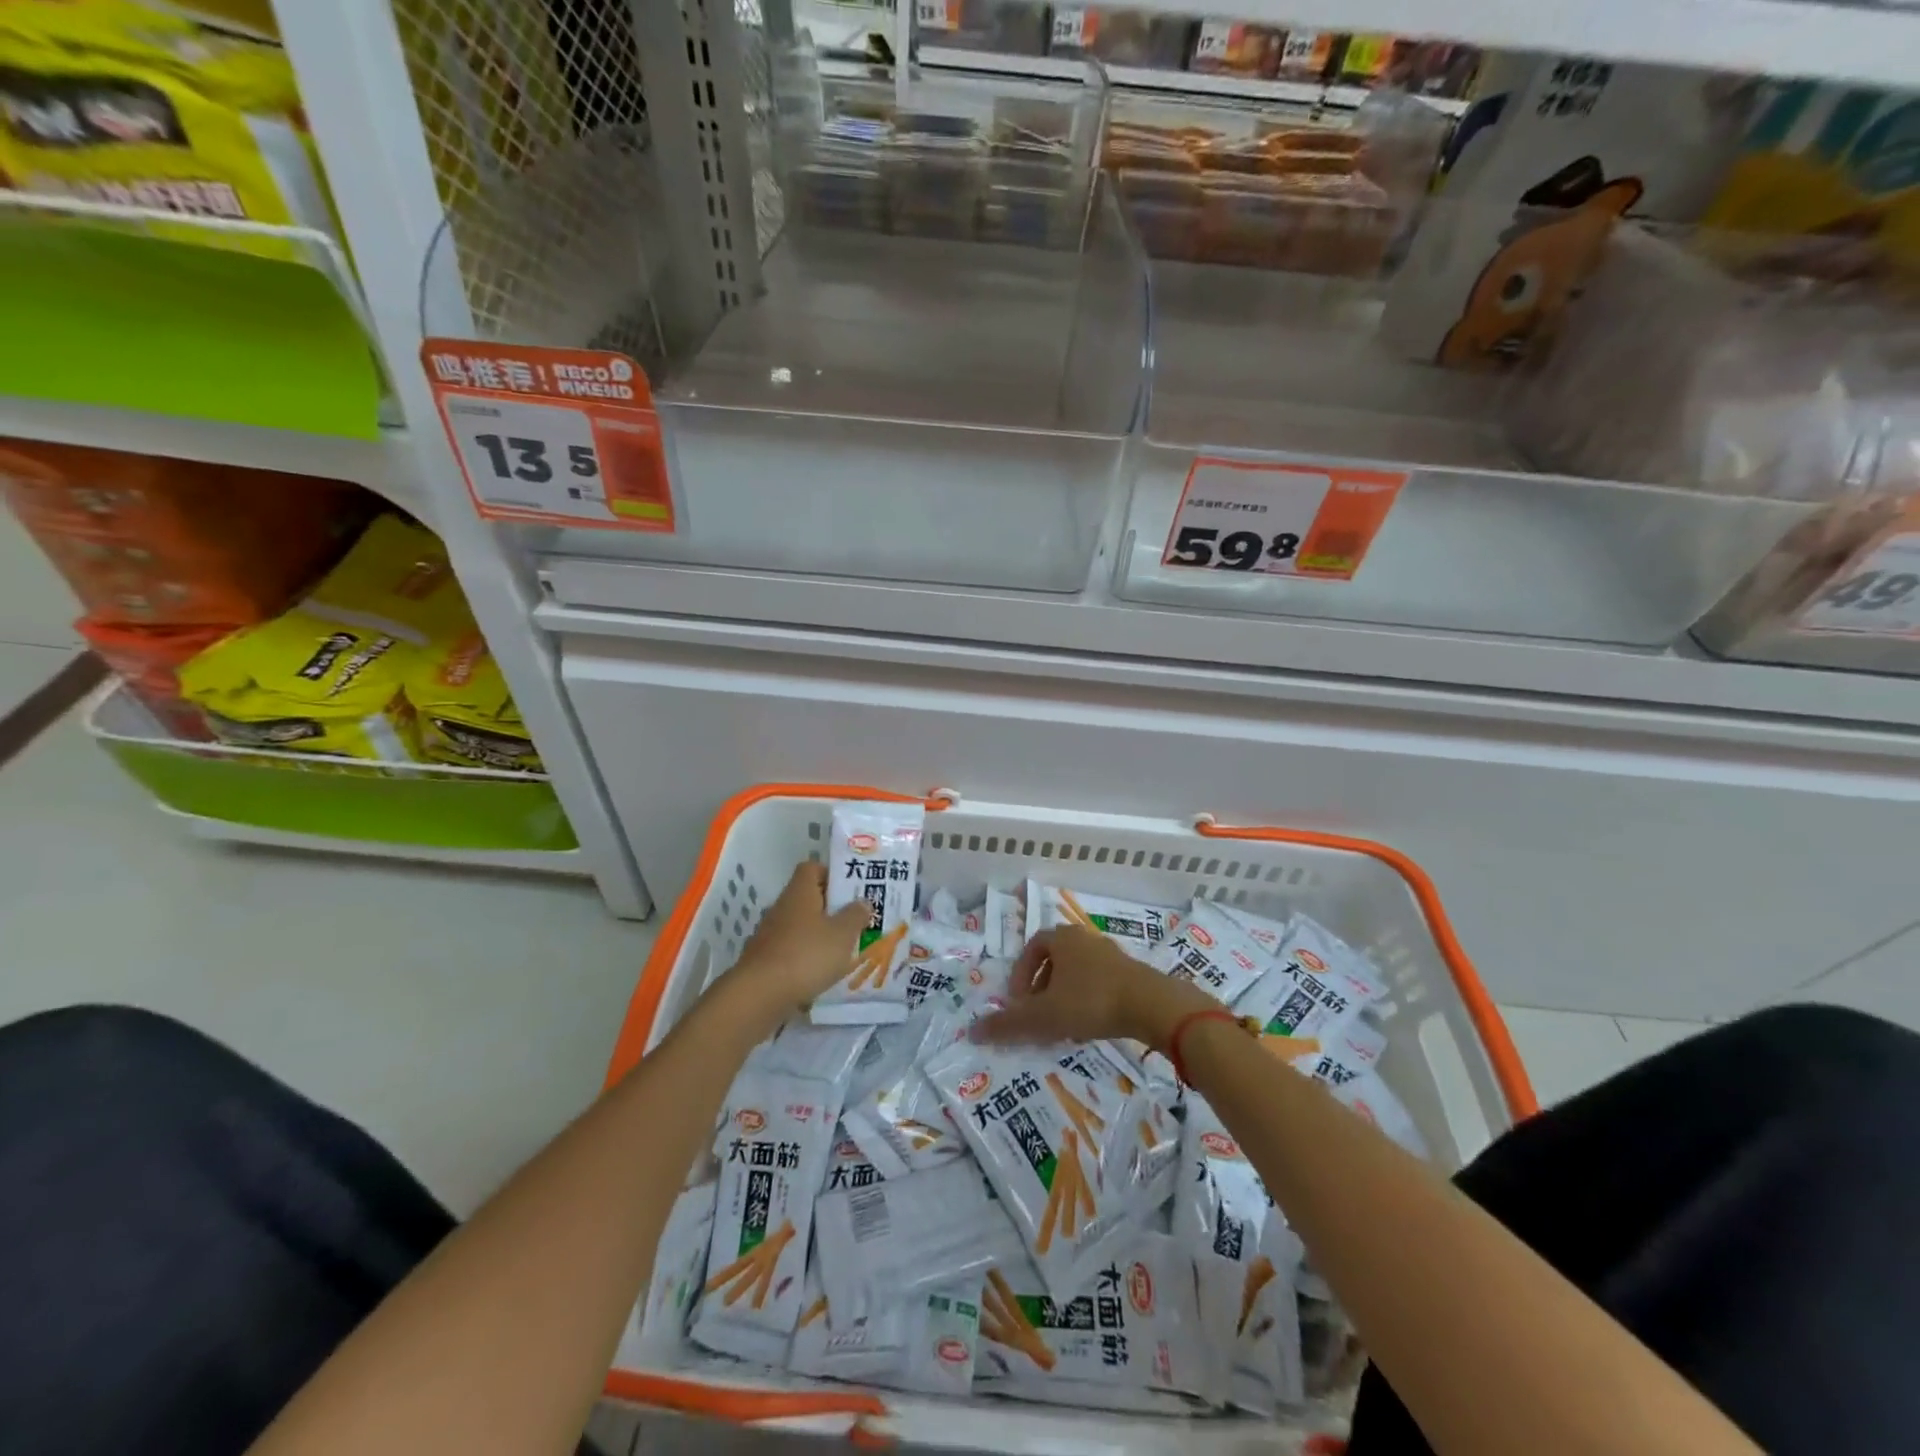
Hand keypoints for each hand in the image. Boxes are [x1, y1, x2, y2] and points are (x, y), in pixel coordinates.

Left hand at [724, 862, 869, 1018]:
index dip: (832, 874)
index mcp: (800, 892)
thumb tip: (862, 902)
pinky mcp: (764, 960)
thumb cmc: (807, 955)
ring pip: (800, 926)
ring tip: (844, 950)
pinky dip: (806, 958)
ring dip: (820, 935)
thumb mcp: (843, 934)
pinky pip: (791, 950)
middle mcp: (782, 907)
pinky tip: (822, 973)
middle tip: (856, 920)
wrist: (759, 995)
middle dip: (831, 908)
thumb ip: (855, 915)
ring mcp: (770, 935)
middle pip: (808, 898)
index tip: (851, 889)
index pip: (812, 868)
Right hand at [972, 926, 1216, 1050]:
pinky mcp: (1130, 973)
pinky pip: (1098, 983)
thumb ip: (1008, 1024)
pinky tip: (1089, 1027)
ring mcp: (1110, 954)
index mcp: (1061, 938)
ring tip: (1062, 1027)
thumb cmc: (1090, 1001)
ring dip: (1064, 998)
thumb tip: (973, 1032)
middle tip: (1037, 1016)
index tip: (1018, 1003)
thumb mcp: (1043, 1016)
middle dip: (1041, 989)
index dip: (1020, 975)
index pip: (1031, 947)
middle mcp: (1084, 939)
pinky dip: (1087, 1002)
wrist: (1152, 1005)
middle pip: (1054, 961)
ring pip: (1076, 974)